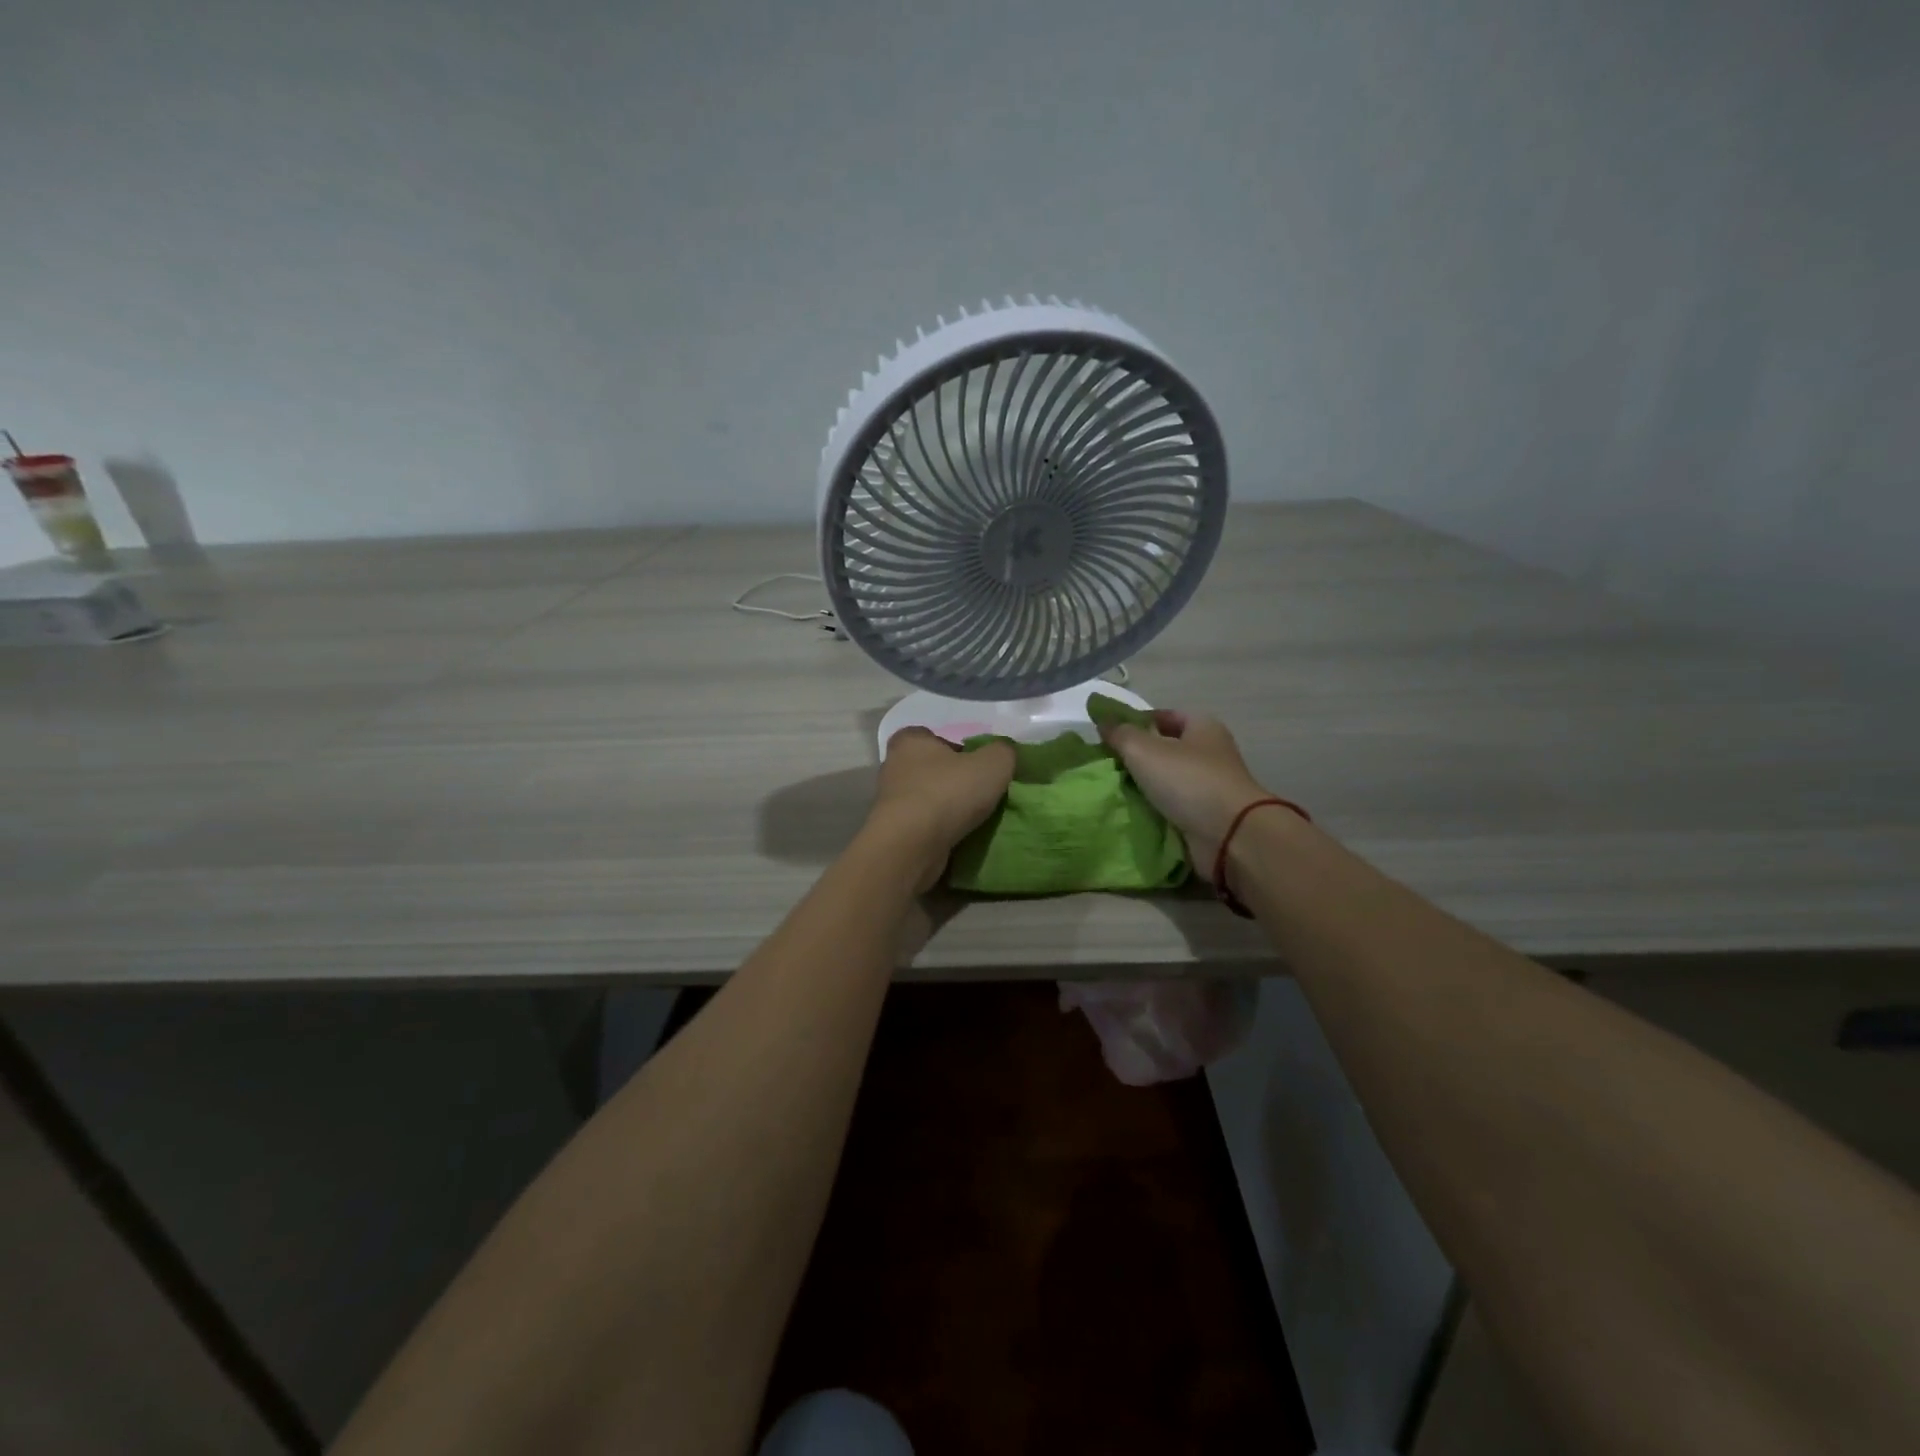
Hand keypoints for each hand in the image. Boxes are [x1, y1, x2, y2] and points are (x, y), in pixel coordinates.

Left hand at [869, 728, 1015, 889]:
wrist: (911, 846)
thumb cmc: (948, 793)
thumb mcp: (993, 764)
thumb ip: (1003, 752)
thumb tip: (1003, 754)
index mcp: (910, 741)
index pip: (933, 736)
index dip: (957, 749)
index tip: (977, 766)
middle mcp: (894, 766)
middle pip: (929, 768)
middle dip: (951, 779)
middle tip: (978, 792)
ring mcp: (889, 802)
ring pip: (924, 798)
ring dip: (944, 807)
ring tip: (972, 819)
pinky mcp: (892, 831)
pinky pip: (920, 824)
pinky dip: (936, 830)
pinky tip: (956, 837)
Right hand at [1099, 710, 1269, 871]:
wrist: (1229, 835)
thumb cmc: (1188, 781)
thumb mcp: (1144, 750)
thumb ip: (1121, 734)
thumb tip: (1103, 722)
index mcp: (1202, 727)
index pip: (1164, 716)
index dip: (1136, 722)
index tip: (1109, 735)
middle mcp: (1209, 753)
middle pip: (1165, 748)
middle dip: (1137, 756)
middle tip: (1107, 765)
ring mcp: (1209, 786)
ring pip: (1167, 780)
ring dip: (1144, 785)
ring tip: (1113, 789)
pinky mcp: (1206, 815)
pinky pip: (1172, 806)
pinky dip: (1154, 809)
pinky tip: (1131, 811)